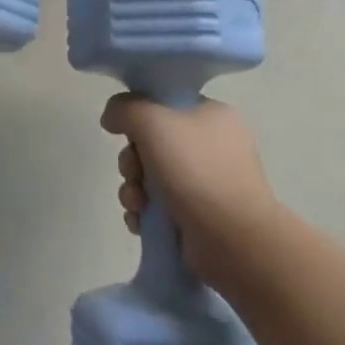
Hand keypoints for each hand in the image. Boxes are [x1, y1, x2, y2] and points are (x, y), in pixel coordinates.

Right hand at [99, 95, 280, 282]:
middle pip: (153, 143)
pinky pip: (159, 207)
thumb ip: (125, 109)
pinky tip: (141, 221)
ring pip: (151, 177)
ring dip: (133, 189)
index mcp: (213, 116)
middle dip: (132, 161)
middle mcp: (213, 147)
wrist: (232, 239)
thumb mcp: (153, 122)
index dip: (140, 117)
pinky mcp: (199, 217)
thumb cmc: (195, 171)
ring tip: (137, 204)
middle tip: (134, 173)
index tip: (129, 133)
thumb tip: (112, 117)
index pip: (166, 105)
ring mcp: (207, 184)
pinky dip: (144, 213)